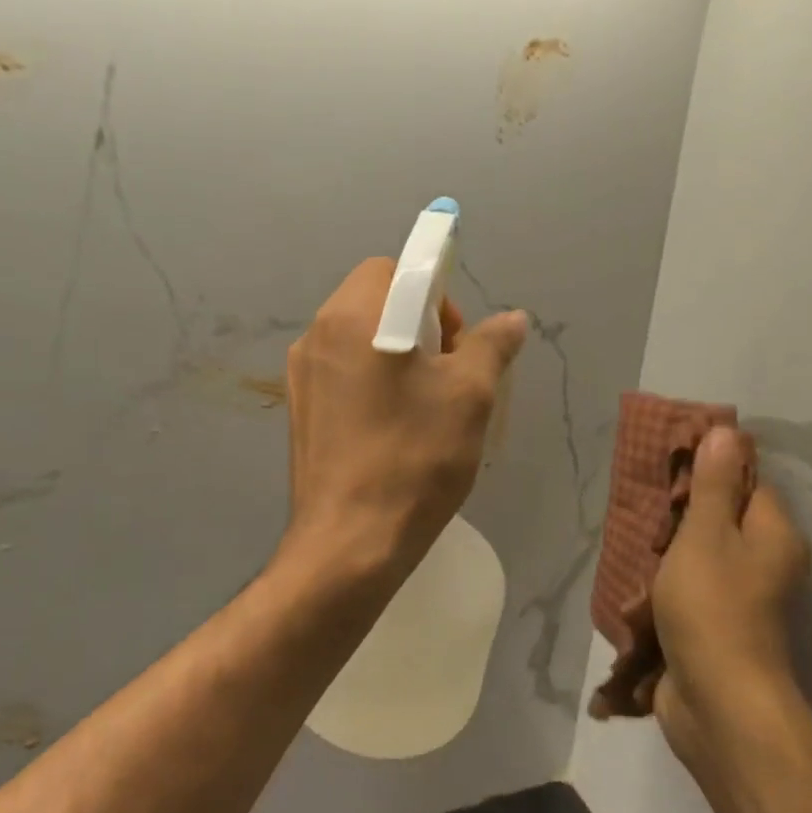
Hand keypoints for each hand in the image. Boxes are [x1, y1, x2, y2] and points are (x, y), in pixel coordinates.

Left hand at [281, 258, 527, 586]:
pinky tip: (393, 427)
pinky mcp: (299, 408)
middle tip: (447, 375)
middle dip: (419, 323)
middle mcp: (317, 334)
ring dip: (396, 353)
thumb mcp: (470, 397)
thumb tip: (512, 319)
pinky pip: (342, 371)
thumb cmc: (414, 459)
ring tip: (424, 406)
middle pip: (375, 299)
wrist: (349, 544)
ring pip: (358, 337)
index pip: (396, 268)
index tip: (454, 342)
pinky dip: (372, 379)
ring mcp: (301, 374)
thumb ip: (492, 345)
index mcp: (353, 316)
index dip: (436, 294)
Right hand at [651, 426, 811, 768]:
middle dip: (680, 513)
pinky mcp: (716, 626)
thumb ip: (713, 485)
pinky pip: (690, 588)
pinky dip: (665, 583)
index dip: (710, 471)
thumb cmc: (713, 607)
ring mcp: (743, 600)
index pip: (748, 483)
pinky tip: (636, 580)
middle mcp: (767, 564)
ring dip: (668, 550)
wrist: (717, 702)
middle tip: (642, 506)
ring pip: (701, 555)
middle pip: (722, 519)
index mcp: (775, 536)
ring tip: (632, 539)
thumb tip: (727, 431)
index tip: (667, 468)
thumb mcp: (706, 535)